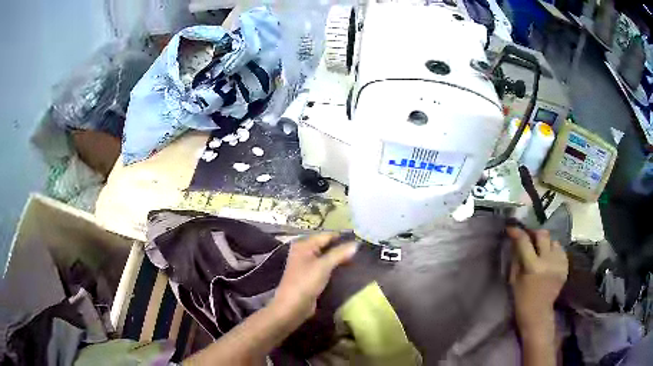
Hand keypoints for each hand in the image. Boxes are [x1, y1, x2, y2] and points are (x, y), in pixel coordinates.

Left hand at [270, 233, 357, 324]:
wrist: (292, 306)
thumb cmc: (305, 282)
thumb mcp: (323, 266)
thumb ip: (339, 253)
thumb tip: (356, 244)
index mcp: (304, 245)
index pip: (327, 236)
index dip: (343, 237)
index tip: (361, 239)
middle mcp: (304, 252)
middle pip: (327, 246)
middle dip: (342, 248)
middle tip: (362, 251)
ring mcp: (307, 265)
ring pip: (327, 258)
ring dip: (340, 259)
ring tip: (359, 259)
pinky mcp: (311, 277)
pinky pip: (326, 268)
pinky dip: (335, 268)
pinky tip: (348, 270)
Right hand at [508, 227, 567, 333]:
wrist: (538, 313)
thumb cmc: (521, 298)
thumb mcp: (514, 279)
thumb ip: (516, 257)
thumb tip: (515, 239)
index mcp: (533, 266)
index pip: (524, 241)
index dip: (517, 232)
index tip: (512, 228)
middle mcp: (548, 262)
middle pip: (543, 234)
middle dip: (535, 234)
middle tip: (530, 238)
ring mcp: (559, 264)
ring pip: (554, 241)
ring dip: (546, 244)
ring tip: (542, 251)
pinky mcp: (565, 267)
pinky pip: (561, 250)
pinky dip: (554, 252)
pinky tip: (549, 259)